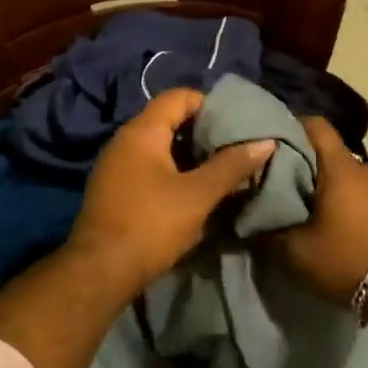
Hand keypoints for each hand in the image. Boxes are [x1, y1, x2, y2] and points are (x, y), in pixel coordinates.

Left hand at [67, 88, 274, 300]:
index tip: (236, 123)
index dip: (210, 104)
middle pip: (170, 121)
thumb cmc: (151, 224)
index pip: (179, 97)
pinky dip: (174, 173)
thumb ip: (232, 166)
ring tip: (222, 170)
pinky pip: (150, 169)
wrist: (101, 271)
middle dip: (204, 133)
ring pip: (161, 148)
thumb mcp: (198, 195)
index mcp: (142, 131)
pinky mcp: (115, 190)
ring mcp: (116, 166)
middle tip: (235, 148)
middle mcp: (125, 141)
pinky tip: (196, 193)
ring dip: (191, 157)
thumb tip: (266, 142)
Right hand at [274, 118, 367, 303]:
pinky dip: (345, 200)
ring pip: (346, 175)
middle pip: (329, 153)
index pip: (316, 126)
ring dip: (327, 186)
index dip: (292, 126)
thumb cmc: (347, 259)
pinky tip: (333, 222)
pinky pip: (362, 193)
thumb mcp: (296, 251)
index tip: (271, 141)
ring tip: (306, 207)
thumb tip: (251, 221)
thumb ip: (270, 231)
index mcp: (340, 168)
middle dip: (305, 163)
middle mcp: (366, 168)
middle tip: (280, 183)